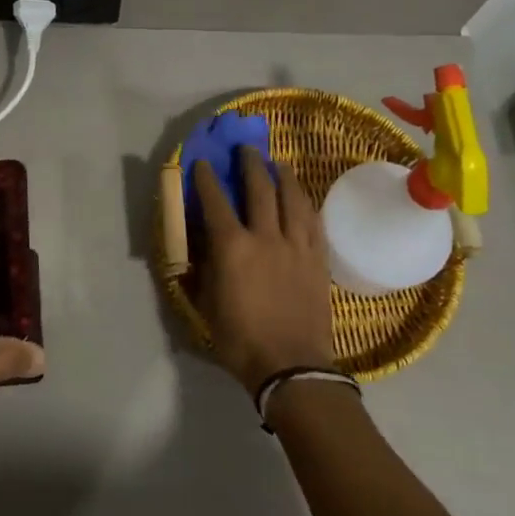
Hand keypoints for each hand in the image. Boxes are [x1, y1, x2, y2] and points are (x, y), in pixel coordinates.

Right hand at [191, 149, 336, 392]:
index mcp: (233, 248)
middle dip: (251, 165)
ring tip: (278, 163)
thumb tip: (196, 248)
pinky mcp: (318, 259)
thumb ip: (201, 271)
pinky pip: (313, 222)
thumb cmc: (241, 340)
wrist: (291, 366)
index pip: (216, 202)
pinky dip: (306, 203)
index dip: (208, 179)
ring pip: (293, 199)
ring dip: (283, 176)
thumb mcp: (207, 306)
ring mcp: (297, 246)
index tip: (203, 162)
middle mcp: (266, 237)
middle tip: (247, 150)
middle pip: (260, 189)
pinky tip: (302, 197)